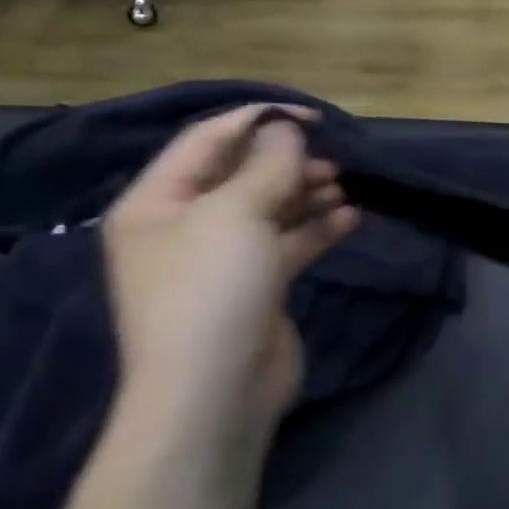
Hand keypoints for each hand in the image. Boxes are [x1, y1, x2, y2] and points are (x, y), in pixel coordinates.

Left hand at [101, 105, 358, 436]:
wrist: (215, 392)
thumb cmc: (211, 289)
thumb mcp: (237, 213)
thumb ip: (268, 164)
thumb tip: (286, 127)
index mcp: (157, 202)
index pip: (208, 140)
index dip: (259, 120)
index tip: (313, 116)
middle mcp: (184, 225)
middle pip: (241, 174)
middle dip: (288, 162)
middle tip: (332, 160)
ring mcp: (220, 258)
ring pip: (270, 208)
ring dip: (307, 193)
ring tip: (343, 187)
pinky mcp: (255, 285)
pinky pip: (288, 243)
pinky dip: (317, 228)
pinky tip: (350, 218)